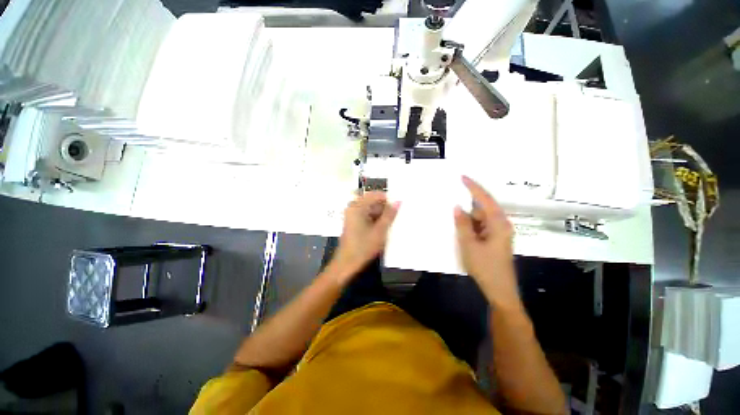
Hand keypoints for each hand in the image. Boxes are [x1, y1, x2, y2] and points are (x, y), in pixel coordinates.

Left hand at [330, 191, 398, 283]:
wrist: (347, 262)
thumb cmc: (363, 246)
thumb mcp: (380, 230)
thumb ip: (390, 215)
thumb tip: (398, 202)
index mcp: (358, 206)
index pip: (376, 194)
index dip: (388, 199)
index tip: (397, 207)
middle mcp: (353, 207)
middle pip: (372, 201)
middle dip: (384, 208)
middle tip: (394, 217)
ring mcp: (351, 214)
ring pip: (370, 208)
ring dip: (380, 214)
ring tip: (389, 223)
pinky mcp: (352, 221)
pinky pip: (366, 214)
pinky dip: (374, 219)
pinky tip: (381, 228)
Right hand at [454, 176, 519, 308]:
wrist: (499, 290)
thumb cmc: (485, 267)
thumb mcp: (469, 245)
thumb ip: (463, 224)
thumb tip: (457, 207)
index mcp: (498, 224)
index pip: (485, 200)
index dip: (473, 187)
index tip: (462, 177)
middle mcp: (500, 225)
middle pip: (482, 208)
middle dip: (467, 203)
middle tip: (451, 196)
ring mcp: (497, 233)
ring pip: (480, 218)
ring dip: (467, 216)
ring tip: (452, 213)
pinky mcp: (493, 239)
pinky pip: (479, 226)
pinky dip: (469, 225)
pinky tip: (459, 226)